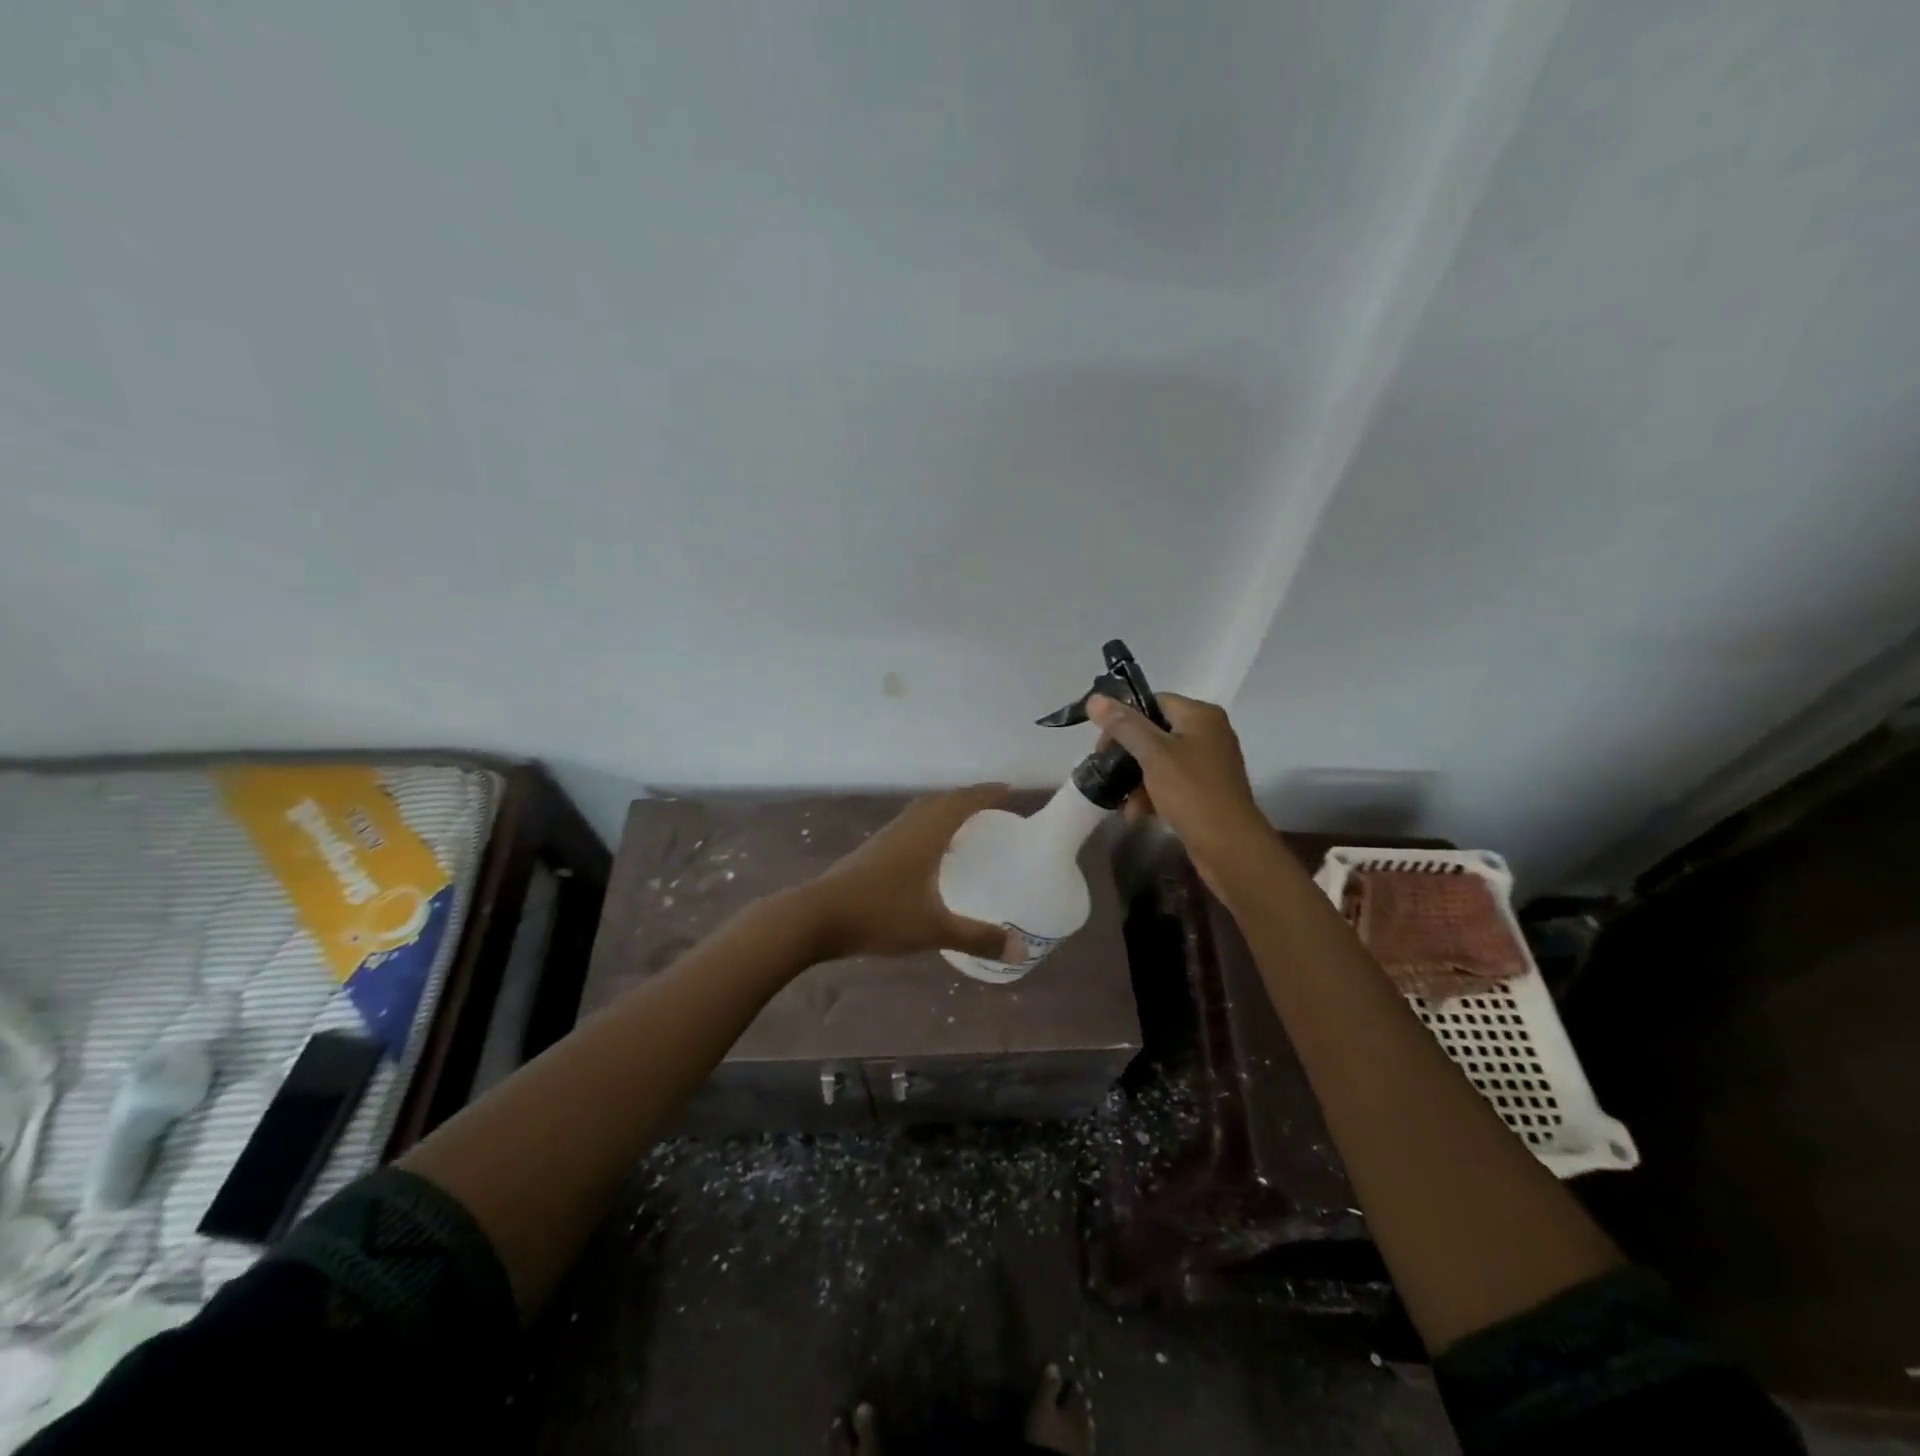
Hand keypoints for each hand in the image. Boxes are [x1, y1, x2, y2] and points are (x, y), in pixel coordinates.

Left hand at [805, 785, 1021, 962]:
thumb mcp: (934, 929)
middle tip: (992, 808)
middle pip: (941, 801)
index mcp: (926, 834)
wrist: (818, 916)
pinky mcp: (872, 851)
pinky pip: (909, 826)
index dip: (986, 794)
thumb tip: (1019, 950)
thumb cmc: (880, 914)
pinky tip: (929, 853)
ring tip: (965, 826)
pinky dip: (927, 827)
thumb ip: (977, 938)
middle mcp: (908, 827)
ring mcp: (886, 837)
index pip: (962, 802)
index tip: (1009, 790)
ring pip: (921, 812)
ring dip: (944, 810)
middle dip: (968, 799)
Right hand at [1086, 692, 1273, 896]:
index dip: (1124, 719)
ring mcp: (1209, 763)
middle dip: (1127, 756)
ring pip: (1159, 761)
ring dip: (1136, 780)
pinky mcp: (1206, 790)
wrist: (1229, 846)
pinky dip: (1152, 795)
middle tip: (1107, 773)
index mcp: (1200, 715)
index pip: (1153, 702)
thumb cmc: (1191, 791)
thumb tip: (1094, 699)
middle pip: (1154, 732)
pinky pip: (1171, 783)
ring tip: (1122, 803)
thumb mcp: (1153, 754)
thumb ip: (1123, 725)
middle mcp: (1208, 733)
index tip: (1103, 745)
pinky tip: (1137, 813)